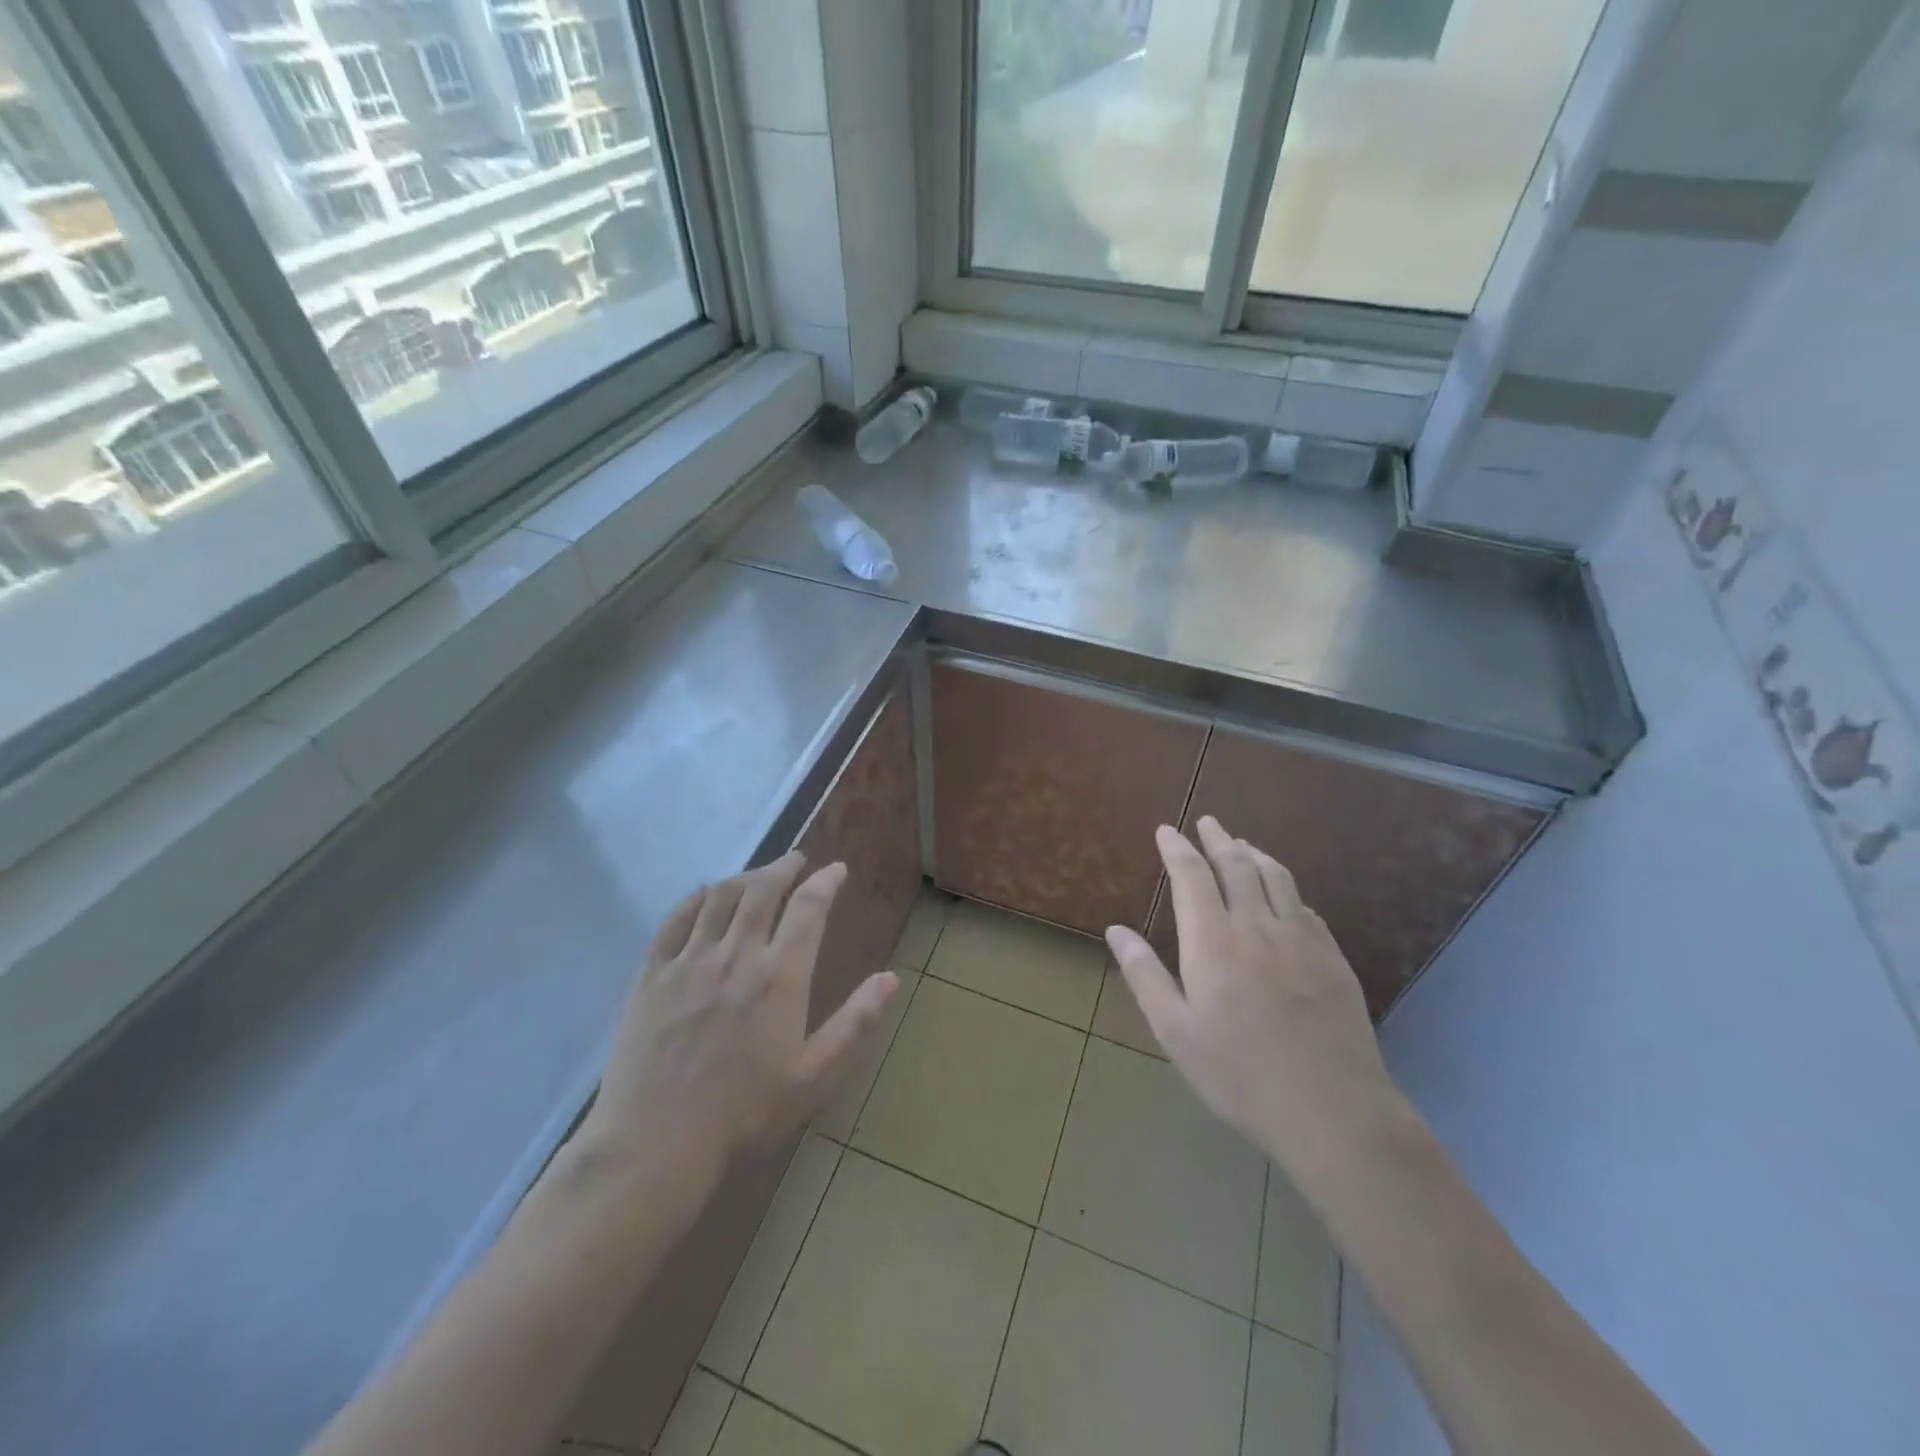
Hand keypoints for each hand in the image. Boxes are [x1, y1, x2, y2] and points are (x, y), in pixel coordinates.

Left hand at [580, 852, 899, 1188]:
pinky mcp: (651, 974)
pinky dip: (696, 899)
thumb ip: (855, 1022)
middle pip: (762, 890)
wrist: (656, 1145)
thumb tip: (891, 978)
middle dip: (784, 867)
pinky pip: (675, 920)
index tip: (837, 870)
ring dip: (745, 877)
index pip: (808, 908)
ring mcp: (689, 961)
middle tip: (797, 859)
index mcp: (779, 976)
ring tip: (758, 876)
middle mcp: (735, 954)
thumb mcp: (814, 1076)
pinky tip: (704, 896)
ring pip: (719, 897)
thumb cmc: (745, 1114)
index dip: (826, 882)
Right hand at [1105, 817, 1400, 1191]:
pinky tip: (1285, 895)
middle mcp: (1257, 926)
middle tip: (1208, 822)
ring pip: (1277, 878)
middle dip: (1218, 840)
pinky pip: (1306, 907)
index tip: (1167, 830)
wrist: (1332, 1110)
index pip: (1192, 876)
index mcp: (1213, 941)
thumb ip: (1144, 975)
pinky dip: (1287, 888)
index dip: (1177, 848)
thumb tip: (1116, 930)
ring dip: (1256, 854)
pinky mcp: (1332, 958)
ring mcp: (1301, 939)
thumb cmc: (1239, 1074)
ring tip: (1242, 844)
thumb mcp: (1175, 1032)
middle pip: (1237, 866)